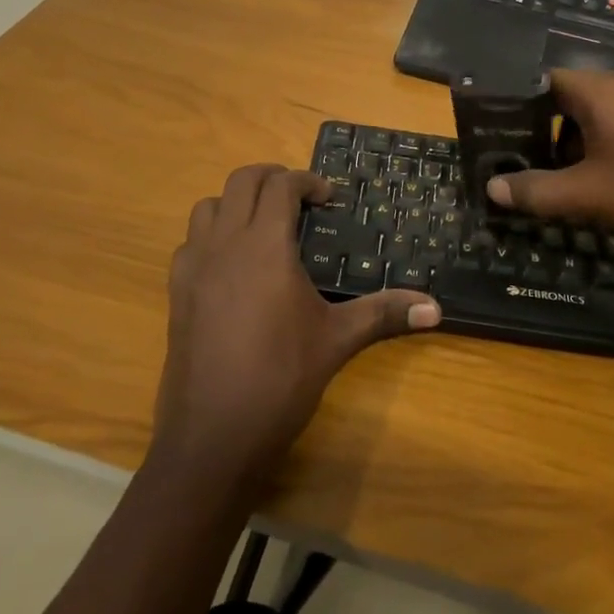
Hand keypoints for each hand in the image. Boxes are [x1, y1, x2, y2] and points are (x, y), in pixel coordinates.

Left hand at [150, 164, 440, 491]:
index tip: (329, 198)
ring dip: (236, 203)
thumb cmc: (281, 379)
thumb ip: (385, 313)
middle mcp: (224, 244)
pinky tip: (232, 266)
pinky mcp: (176, 294)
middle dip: (271, 178)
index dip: (307, 181)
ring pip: (208, 207)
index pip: (280, 185)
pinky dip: (211, 236)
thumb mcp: (338, 341)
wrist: (213, 436)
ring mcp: (194, 268)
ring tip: (264, 225)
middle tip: (300, 198)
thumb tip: (436, 308)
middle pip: (241, 182)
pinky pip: (190, 243)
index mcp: (265, 246)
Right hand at [486, 69, 613, 273]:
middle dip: (550, 133)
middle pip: (574, 99)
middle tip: (532, 167)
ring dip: (581, 143)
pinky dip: (611, 144)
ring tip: (569, 181)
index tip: (504, 138)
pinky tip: (612, 180)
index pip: (547, 82)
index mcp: (604, 90)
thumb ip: (537, 191)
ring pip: (603, 113)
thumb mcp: (590, 197)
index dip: (522, 109)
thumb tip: (491, 189)